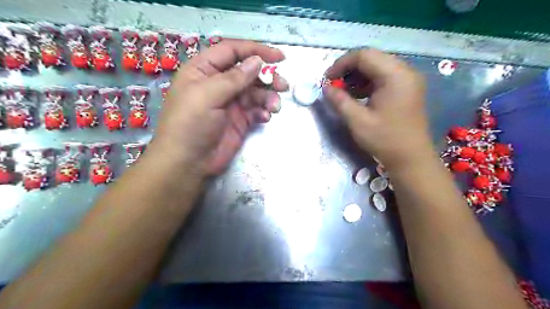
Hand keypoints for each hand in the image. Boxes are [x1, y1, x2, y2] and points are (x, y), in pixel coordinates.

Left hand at [149, 40, 287, 177]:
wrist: (188, 163)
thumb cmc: (190, 124)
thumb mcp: (208, 96)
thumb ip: (234, 78)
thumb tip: (257, 61)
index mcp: (205, 70)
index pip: (233, 51)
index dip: (255, 51)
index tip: (279, 57)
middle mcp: (219, 84)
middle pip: (248, 72)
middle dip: (267, 77)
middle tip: (283, 85)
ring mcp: (231, 103)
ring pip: (256, 92)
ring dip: (268, 97)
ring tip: (274, 106)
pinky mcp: (240, 120)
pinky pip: (257, 110)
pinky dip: (263, 111)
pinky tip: (265, 117)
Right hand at [323, 48, 431, 170]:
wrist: (411, 158)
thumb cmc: (385, 140)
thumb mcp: (357, 121)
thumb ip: (340, 101)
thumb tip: (325, 88)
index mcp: (395, 76)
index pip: (364, 55)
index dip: (341, 64)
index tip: (327, 79)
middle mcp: (405, 71)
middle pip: (371, 58)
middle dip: (349, 69)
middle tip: (334, 85)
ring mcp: (408, 79)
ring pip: (377, 66)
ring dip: (357, 76)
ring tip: (344, 91)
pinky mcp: (407, 89)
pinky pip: (384, 77)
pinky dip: (368, 82)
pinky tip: (358, 95)